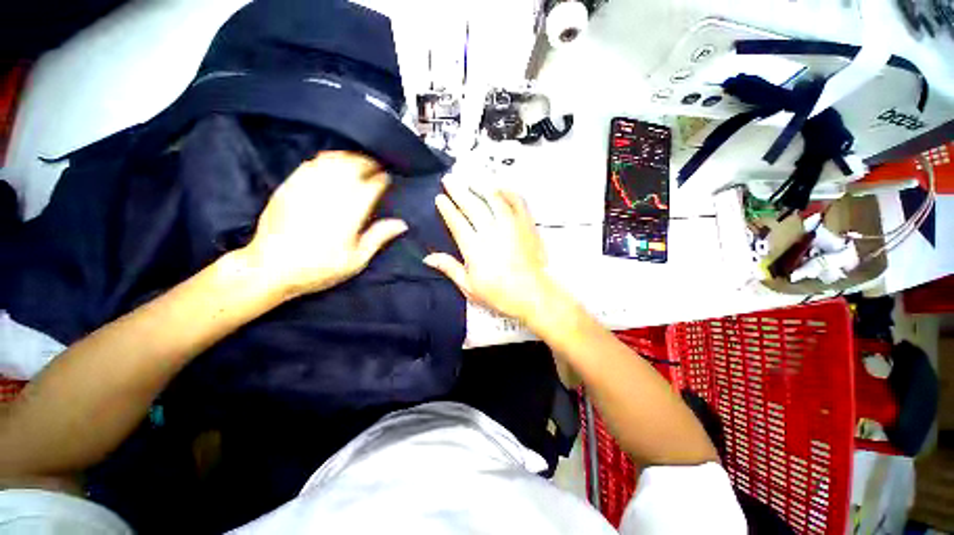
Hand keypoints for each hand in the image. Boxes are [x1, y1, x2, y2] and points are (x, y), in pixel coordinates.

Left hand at [240, 152, 406, 299]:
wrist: (270, 268)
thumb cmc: (319, 268)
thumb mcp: (356, 260)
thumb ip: (378, 238)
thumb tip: (401, 223)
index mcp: (348, 214)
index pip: (370, 186)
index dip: (381, 179)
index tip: (387, 179)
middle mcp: (329, 195)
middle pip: (351, 167)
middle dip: (366, 163)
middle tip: (374, 166)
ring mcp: (306, 188)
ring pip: (331, 161)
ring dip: (347, 158)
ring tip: (356, 162)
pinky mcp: (288, 187)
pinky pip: (310, 164)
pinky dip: (324, 160)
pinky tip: (330, 163)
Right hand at [424, 179, 561, 322]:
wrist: (532, 294)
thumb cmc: (499, 294)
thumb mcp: (469, 286)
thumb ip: (449, 268)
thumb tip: (428, 257)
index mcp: (474, 248)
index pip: (457, 222)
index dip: (447, 209)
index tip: (440, 198)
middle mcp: (491, 232)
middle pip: (472, 206)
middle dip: (458, 191)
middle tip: (449, 180)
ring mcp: (510, 226)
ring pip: (494, 199)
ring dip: (480, 188)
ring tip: (471, 181)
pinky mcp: (526, 225)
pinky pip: (517, 202)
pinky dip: (508, 193)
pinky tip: (500, 189)